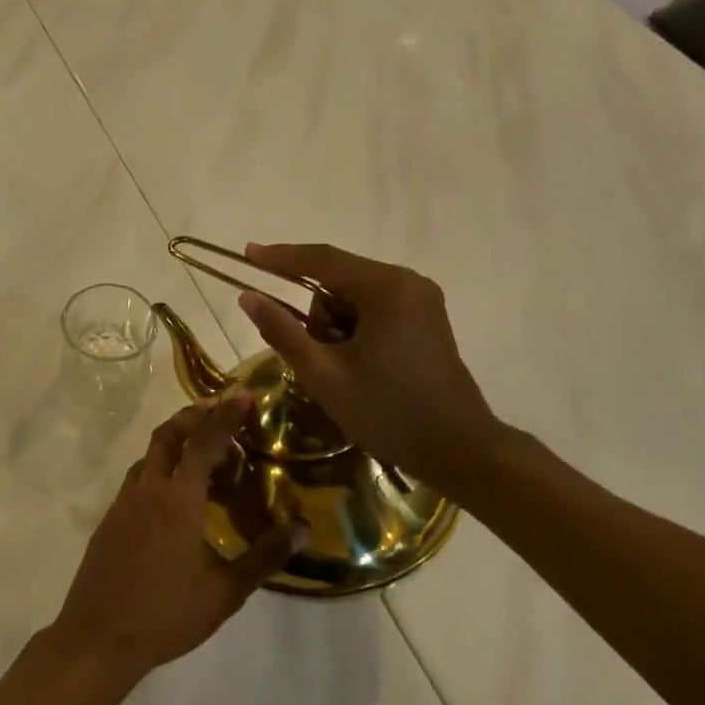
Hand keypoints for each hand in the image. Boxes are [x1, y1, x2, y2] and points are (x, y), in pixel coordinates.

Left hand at [50, 396, 301, 682]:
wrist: (98, 637)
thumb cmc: (166, 614)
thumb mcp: (225, 591)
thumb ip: (264, 557)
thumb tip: (302, 529)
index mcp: (178, 499)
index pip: (204, 441)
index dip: (225, 414)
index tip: (245, 396)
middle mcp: (147, 489)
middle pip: (168, 434)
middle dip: (194, 416)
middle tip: (222, 415)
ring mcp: (123, 503)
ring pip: (150, 455)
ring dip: (175, 443)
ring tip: (205, 458)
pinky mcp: (110, 519)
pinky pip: (138, 479)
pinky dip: (160, 470)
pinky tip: (176, 498)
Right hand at [237, 243, 507, 500]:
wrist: (457, 450)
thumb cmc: (387, 411)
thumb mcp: (323, 374)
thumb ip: (282, 331)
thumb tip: (248, 296)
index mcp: (385, 289)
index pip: (321, 260)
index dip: (279, 257)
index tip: (246, 253)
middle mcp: (407, 282)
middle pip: (338, 280)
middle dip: (317, 317)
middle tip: (318, 361)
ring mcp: (420, 300)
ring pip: (353, 297)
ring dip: (335, 327)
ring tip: (344, 372)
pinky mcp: (424, 319)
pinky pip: (373, 309)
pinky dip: (354, 331)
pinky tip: (358, 366)